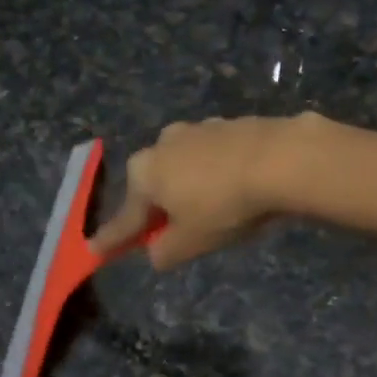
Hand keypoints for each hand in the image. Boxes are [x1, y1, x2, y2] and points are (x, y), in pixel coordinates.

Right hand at [91, 115, 307, 270]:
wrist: (282, 159)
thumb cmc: (224, 205)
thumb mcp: (191, 242)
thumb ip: (165, 251)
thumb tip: (156, 252)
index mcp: (144, 173)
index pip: (125, 218)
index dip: (112, 239)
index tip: (94, 250)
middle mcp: (163, 145)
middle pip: (154, 186)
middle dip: (159, 209)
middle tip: (170, 233)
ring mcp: (197, 129)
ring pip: (185, 168)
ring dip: (190, 189)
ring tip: (213, 211)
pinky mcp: (230, 124)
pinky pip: (214, 158)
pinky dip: (217, 175)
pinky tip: (237, 188)